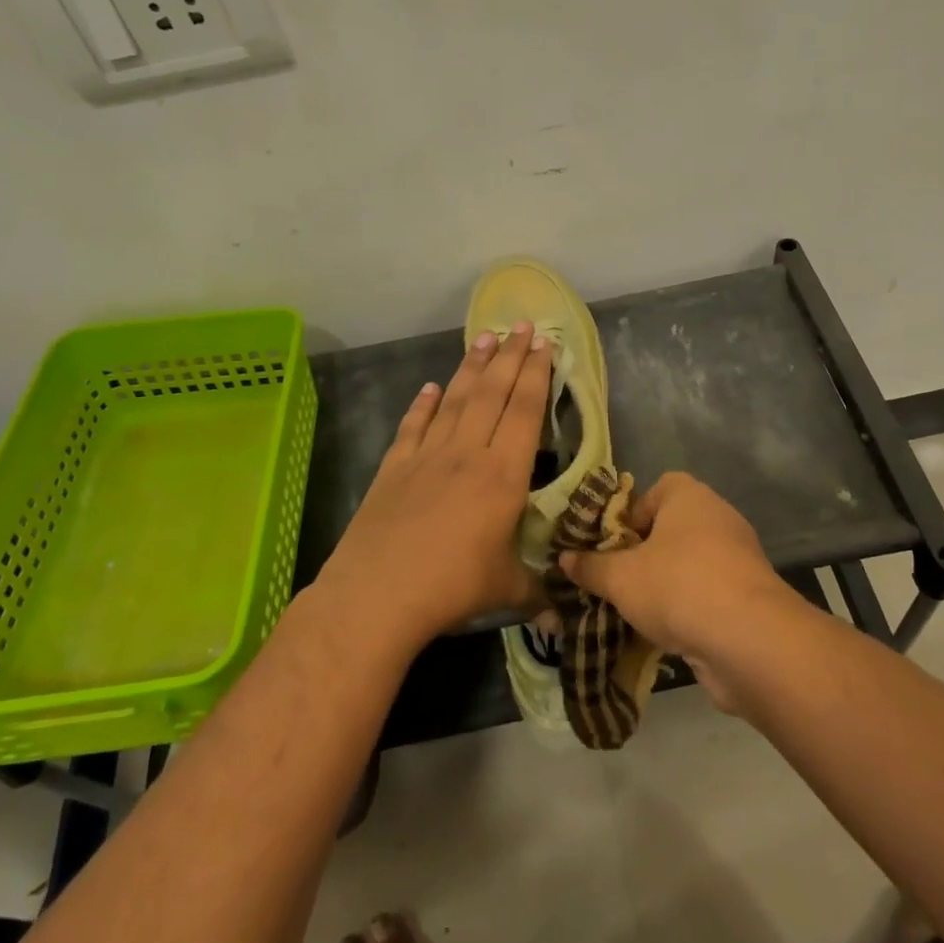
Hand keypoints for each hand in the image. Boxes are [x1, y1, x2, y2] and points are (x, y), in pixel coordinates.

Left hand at [318, 322, 552, 648]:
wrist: (378, 593)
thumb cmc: (452, 587)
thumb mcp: (506, 590)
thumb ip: (538, 593)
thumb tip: (565, 617)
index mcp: (502, 475)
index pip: (525, 411)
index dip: (536, 375)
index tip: (544, 344)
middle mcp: (467, 453)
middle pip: (492, 393)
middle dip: (510, 356)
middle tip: (521, 325)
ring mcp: (427, 456)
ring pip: (454, 399)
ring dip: (471, 368)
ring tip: (484, 338)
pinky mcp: (394, 467)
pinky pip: (413, 426)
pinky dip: (422, 404)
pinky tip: (428, 387)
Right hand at [559, 472, 797, 709]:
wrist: (749, 639)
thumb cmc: (677, 586)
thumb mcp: (620, 578)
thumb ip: (591, 567)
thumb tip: (565, 559)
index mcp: (689, 496)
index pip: (658, 489)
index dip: (632, 514)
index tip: (613, 545)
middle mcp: (718, 517)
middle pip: (672, 529)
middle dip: (644, 555)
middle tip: (618, 581)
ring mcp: (739, 557)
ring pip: (690, 565)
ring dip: (666, 586)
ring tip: (637, 612)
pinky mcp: (750, 596)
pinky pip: (709, 594)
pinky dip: (689, 610)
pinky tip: (668, 635)